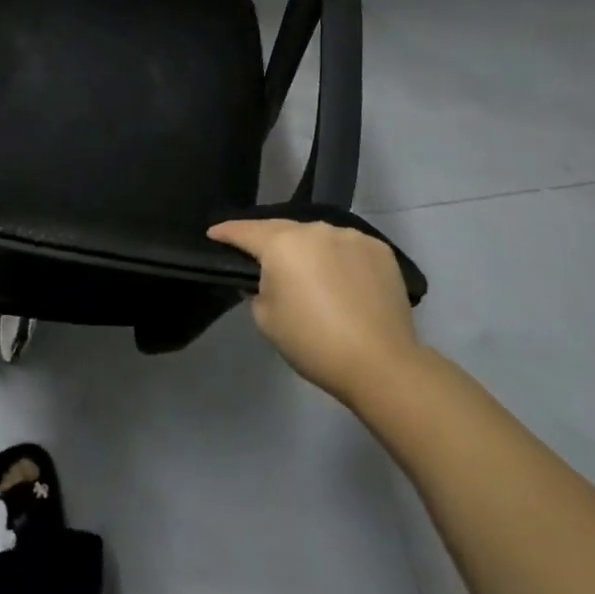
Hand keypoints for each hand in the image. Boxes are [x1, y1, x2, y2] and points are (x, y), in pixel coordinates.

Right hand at [207, 217, 423, 406]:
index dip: (226, 232)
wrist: (381, 364)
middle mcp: (314, 229)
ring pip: (318, 237)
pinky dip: (339, 258)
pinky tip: (343, 281)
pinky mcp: (379, 250)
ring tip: (309, 274)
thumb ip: (257, 289)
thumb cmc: (313, 342)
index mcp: (281, 243)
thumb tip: (267, 278)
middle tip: (261, 260)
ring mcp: (350, 236)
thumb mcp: (266, 319)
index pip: (244, 231)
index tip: (213, 234)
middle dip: (269, 242)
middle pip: (282, 230)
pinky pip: (348, 247)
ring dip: (308, 250)